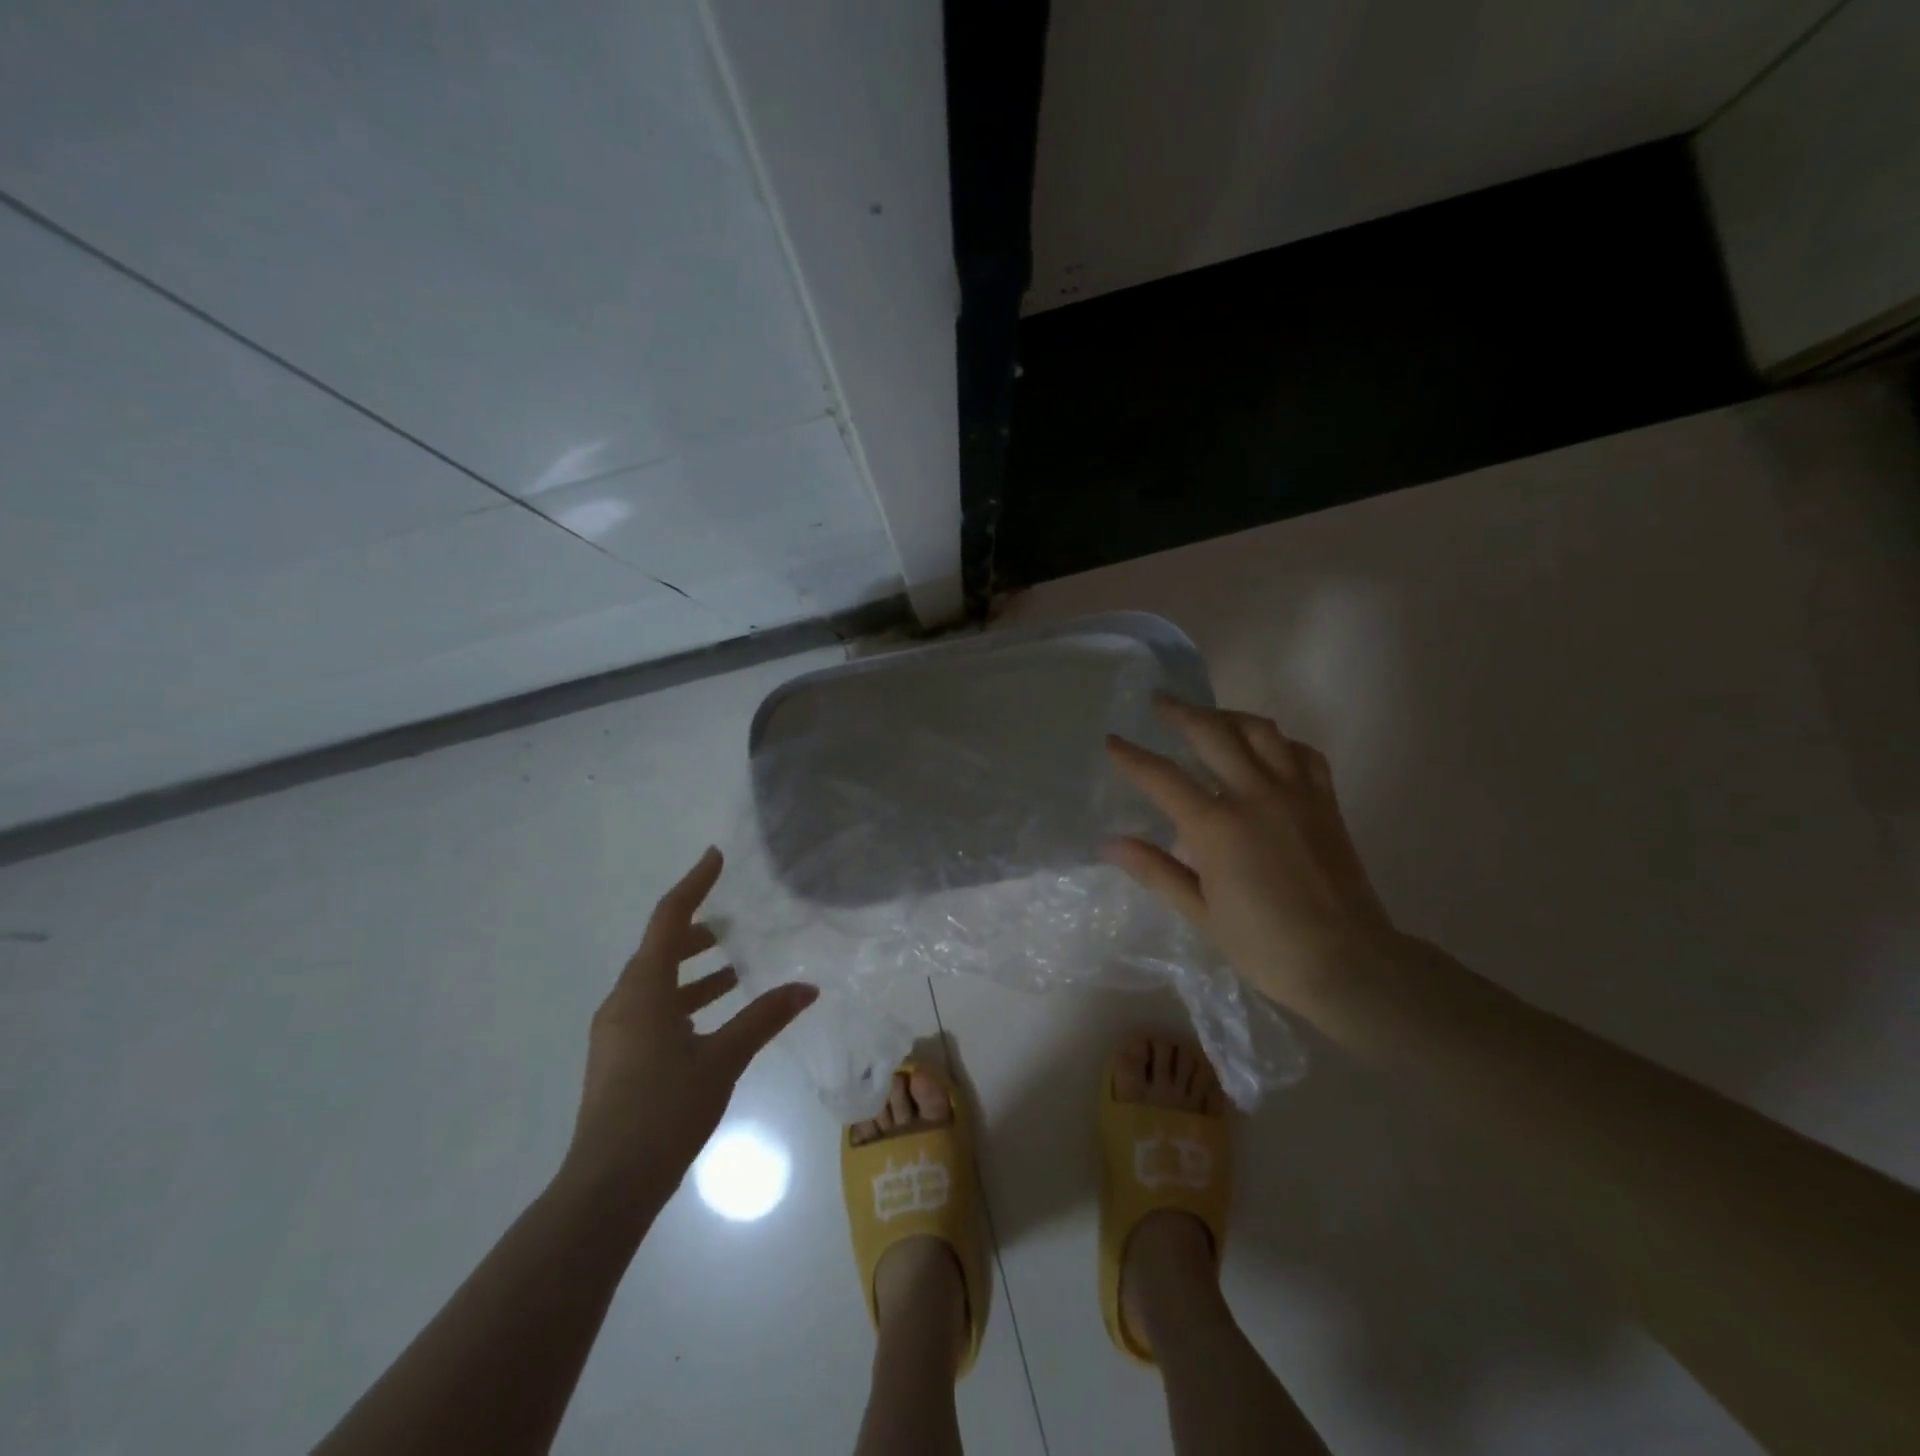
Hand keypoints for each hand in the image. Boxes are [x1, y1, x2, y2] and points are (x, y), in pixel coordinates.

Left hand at [559, 848, 817, 1213]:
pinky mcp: (618, 1057)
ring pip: (656, 981)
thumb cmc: (665, 1110)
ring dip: (692, 970)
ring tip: (733, 968)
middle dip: (697, 932)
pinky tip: (711, 1018)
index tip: (715, 857)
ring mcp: (616, 1031)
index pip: (669, 919)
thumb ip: (763, 1018)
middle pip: (659, 948)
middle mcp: (623, 1001)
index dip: (693, 884)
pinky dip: (683, 999)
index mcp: (643, 990)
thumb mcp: (722, 1059)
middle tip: (735, 924)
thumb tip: (807, 988)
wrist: (607, 1185)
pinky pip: (652, 1008)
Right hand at [1105, 697, 1395, 1016]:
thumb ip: (1156, 871)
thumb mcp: (1200, 912)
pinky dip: (1280, 742)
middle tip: (1159, 701)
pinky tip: (1267, 749)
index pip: (1162, 777)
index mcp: (1217, 826)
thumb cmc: (1264, 944)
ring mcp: (1295, 793)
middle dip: (1181, 712)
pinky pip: (1303, 753)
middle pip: (1212, 734)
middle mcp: (1255, 795)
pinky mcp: (1325, 802)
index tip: (1112, 740)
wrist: (1346, 961)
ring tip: (1209, 717)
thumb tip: (1110, 844)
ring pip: (1261, 731)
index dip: (1132, 756)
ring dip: (1229, 716)